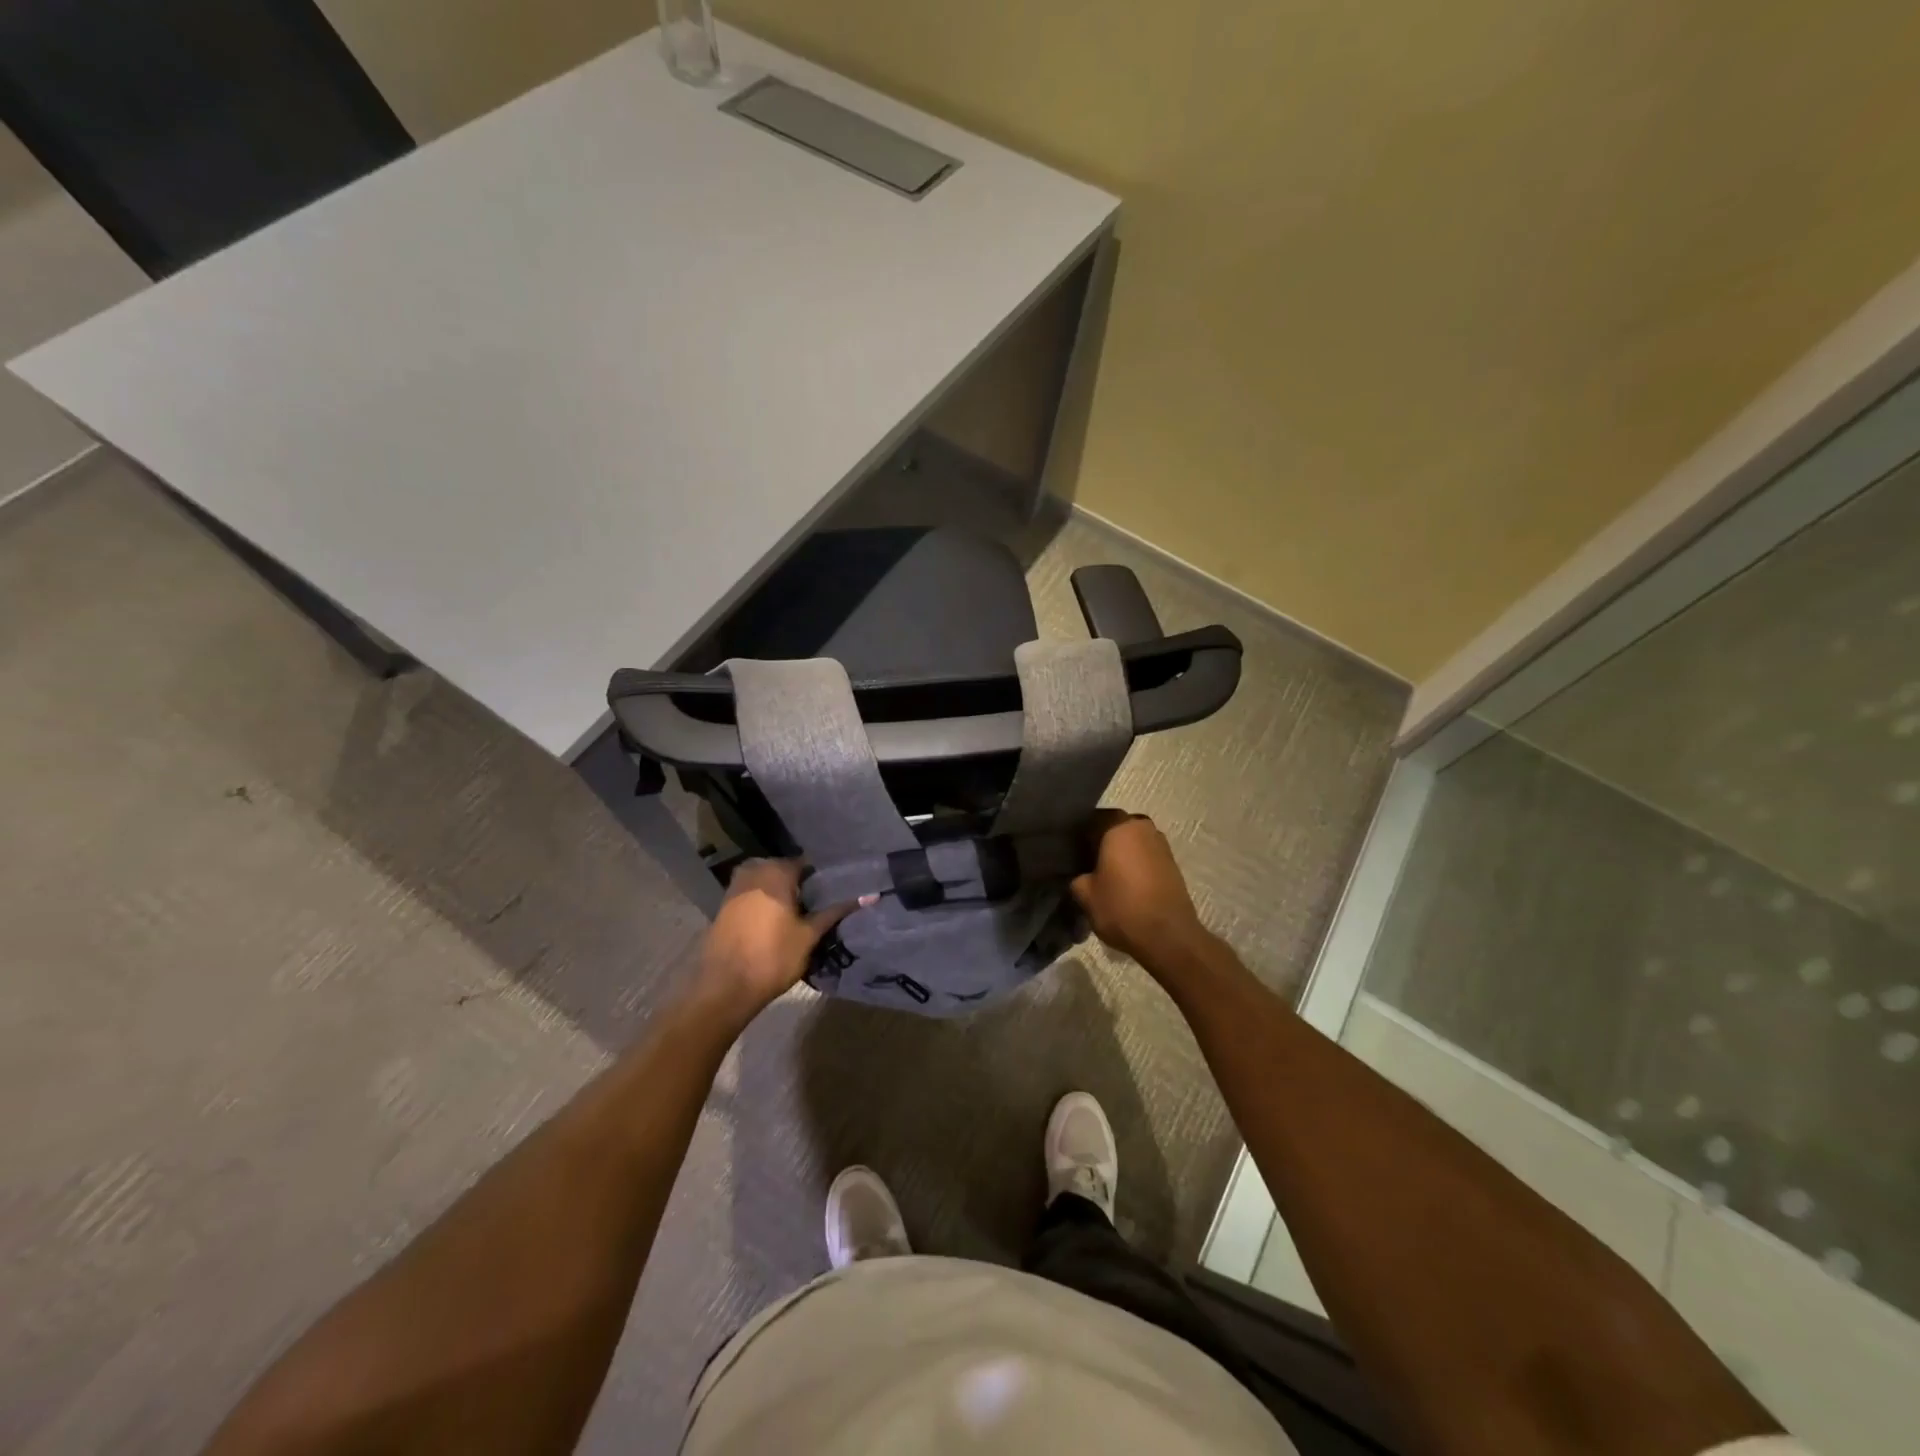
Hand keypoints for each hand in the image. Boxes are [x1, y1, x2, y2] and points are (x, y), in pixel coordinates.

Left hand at [695, 860, 865, 1025]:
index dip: (823, 876)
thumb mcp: (810, 935)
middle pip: (785, 870)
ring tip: (803, 913)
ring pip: (767, 882)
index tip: (837, 889)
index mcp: (776, 871)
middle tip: (821, 903)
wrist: (724, 988)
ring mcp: (736, 887)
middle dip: (802, 884)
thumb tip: (872, 895)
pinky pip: (753, 894)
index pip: (807, 863)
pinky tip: (778, 920)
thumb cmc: (772, 957)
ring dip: (783, 893)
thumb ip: (836, 911)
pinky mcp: (725, 905)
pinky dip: (766, 902)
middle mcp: (754, 871)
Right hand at [1070, 811, 1209, 968]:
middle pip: (1114, 827)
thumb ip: (1076, 876)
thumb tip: (1078, 873)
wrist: (1168, 936)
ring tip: (1105, 874)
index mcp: (1119, 826)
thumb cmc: (1122, 908)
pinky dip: (1134, 864)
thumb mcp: (1085, 894)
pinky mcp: (1172, 863)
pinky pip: (1145, 855)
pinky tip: (1124, 883)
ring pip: (1132, 841)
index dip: (1078, 832)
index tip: (1069, 849)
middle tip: (1085, 862)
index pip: (1092, 818)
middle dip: (1100, 841)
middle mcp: (1142, 827)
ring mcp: (1161, 844)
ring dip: (1119, 852)